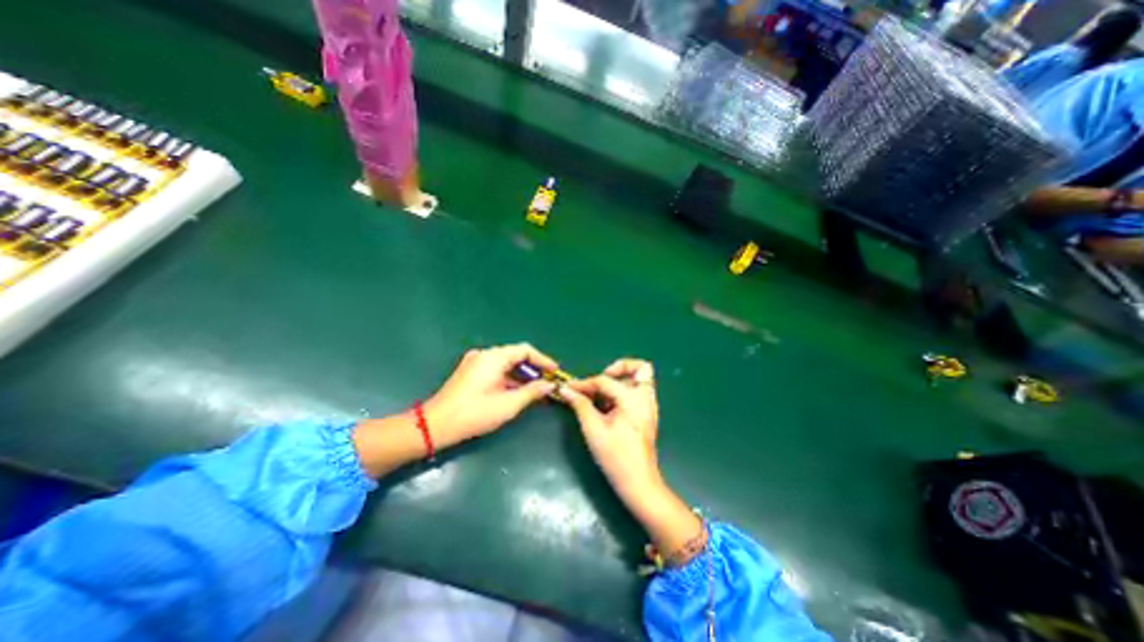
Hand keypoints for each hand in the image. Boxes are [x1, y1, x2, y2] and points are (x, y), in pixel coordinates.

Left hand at [421, 343, 561, 448]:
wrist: (435, 425)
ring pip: (506, 364)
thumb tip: (550, 385)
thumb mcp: (508, 404)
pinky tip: (518, 391)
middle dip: (533, 368)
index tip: (555, 372)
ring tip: (537, 389)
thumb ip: (532, 392)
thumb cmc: (474, 413)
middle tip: (548, 382)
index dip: (543, 360)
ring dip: (522, 375)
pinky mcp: (470, 372)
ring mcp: (475, 362)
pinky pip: (496, 370)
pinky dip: (509, 378)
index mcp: (493, 357)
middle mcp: (484, 354)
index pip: (525, 350)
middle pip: (515, 355)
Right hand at [557, 357, 655, 498]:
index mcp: (634, 398)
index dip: (584, 383)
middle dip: (619, 369)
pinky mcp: (646, 414)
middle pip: (640, 368)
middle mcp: (646, 397)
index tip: (569, 388)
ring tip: (600, 395)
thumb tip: (565, 389)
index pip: (605, 380)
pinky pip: (637, 392)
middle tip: (600, 382)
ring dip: (620, 380)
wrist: (639, 483)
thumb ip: (580, 404)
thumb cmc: (616, 456)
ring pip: (640, 379)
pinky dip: (622, 392)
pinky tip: (606, 407)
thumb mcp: (593, 429)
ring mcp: (649, 406)